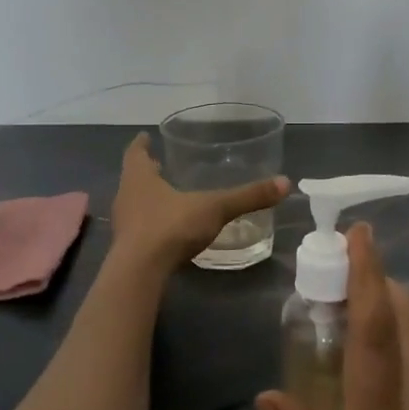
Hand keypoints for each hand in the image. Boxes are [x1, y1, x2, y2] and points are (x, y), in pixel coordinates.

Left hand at [109, 132, 288, 271]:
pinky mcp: (126, 248)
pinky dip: (151, 223)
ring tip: (167, 196)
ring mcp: (123, 224)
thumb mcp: (214, 208)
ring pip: (134, 203)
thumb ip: (247, 197)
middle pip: (133, 178)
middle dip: (147, 172)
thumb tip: (285, 183)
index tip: (145, 136)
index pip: (135, 153)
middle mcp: (126, 196)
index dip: (141, 144)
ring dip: (148, 198)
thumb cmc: (171, 227)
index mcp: (139, 178)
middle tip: (161, 164)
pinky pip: (139, 228)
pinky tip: (168, 229)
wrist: (140, 273)